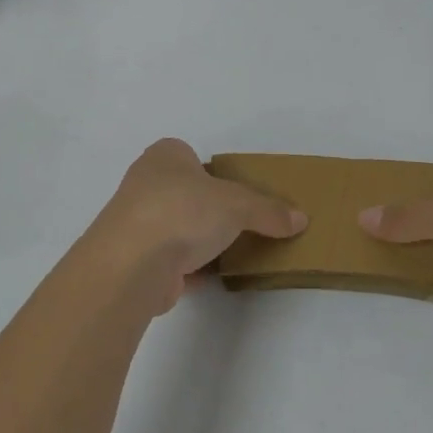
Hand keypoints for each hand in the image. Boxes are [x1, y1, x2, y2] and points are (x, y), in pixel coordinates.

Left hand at [81, 139, 306, 315]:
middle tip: (241, 223)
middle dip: (209, 208)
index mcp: (165, 156)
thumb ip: (268, 210)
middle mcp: (145, 183)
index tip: (238, 191)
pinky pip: (171, 260)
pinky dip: (190, 268)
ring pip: (177, 227)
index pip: (192, 156)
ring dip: (199, 240)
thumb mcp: (238, 204)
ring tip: (232, 252)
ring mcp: (137, 222)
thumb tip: (300, 219)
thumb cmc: (183, 211)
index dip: (214, 172)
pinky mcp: (136, 260)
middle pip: (186, 193)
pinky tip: (213, 277)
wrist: (132, 263)